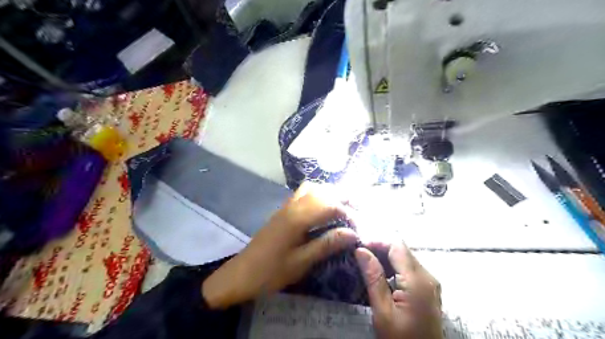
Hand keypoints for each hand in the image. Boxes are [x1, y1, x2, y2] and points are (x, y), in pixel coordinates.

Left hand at [202, 183, 358, 308]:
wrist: (240, 274)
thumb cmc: (270, 272)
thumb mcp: (301, 263)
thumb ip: (326, 245)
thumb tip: (352, 233)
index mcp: (297, 218)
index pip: (329, 206)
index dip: (347, 213)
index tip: (358, 226)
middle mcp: (292, 206)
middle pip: (321, 191)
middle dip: (341, 197)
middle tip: (355, 210)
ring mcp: (285, 207)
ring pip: (310, 189)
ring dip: (328, 194)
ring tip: (341, 207)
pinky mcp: (282, 212)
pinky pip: (302, 195)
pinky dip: (316, 196)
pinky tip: (322, 210)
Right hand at [355, 242, 442, 337]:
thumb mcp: (382, 311)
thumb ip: (374, 278)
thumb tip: (361, 250)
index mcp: (417, 281)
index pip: (397, 246)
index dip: (377, 241)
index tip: (359, 247)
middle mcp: (427, 276)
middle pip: (402, 250)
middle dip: (380, 248)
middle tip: (360, 255)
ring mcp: (430, 282)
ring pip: (405, 258)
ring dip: (386, 258)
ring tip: (366, 264)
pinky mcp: (428, 289)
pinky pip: (409, 269)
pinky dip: (394, 267)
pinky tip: (381, 275)